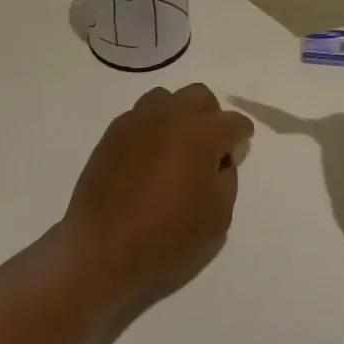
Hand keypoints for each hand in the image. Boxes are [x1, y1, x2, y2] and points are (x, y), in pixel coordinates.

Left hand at [60, 84, 253, 306]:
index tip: (237, 152)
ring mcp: (138, 120)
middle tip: (207, 149)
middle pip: (200, 96)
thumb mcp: (218, 216)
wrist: (102, 247)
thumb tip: (220, 159)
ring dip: (178, 115)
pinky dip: (151, 128)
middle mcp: (171, 116)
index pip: (234, 122)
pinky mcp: (113, 132)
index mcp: (202, 134)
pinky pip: (140, 116)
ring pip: (167, 98)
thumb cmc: (167, 236)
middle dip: (211, 117)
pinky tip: (148, 157)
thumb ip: (227, 178)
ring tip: (175, 148)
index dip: (240, 137)